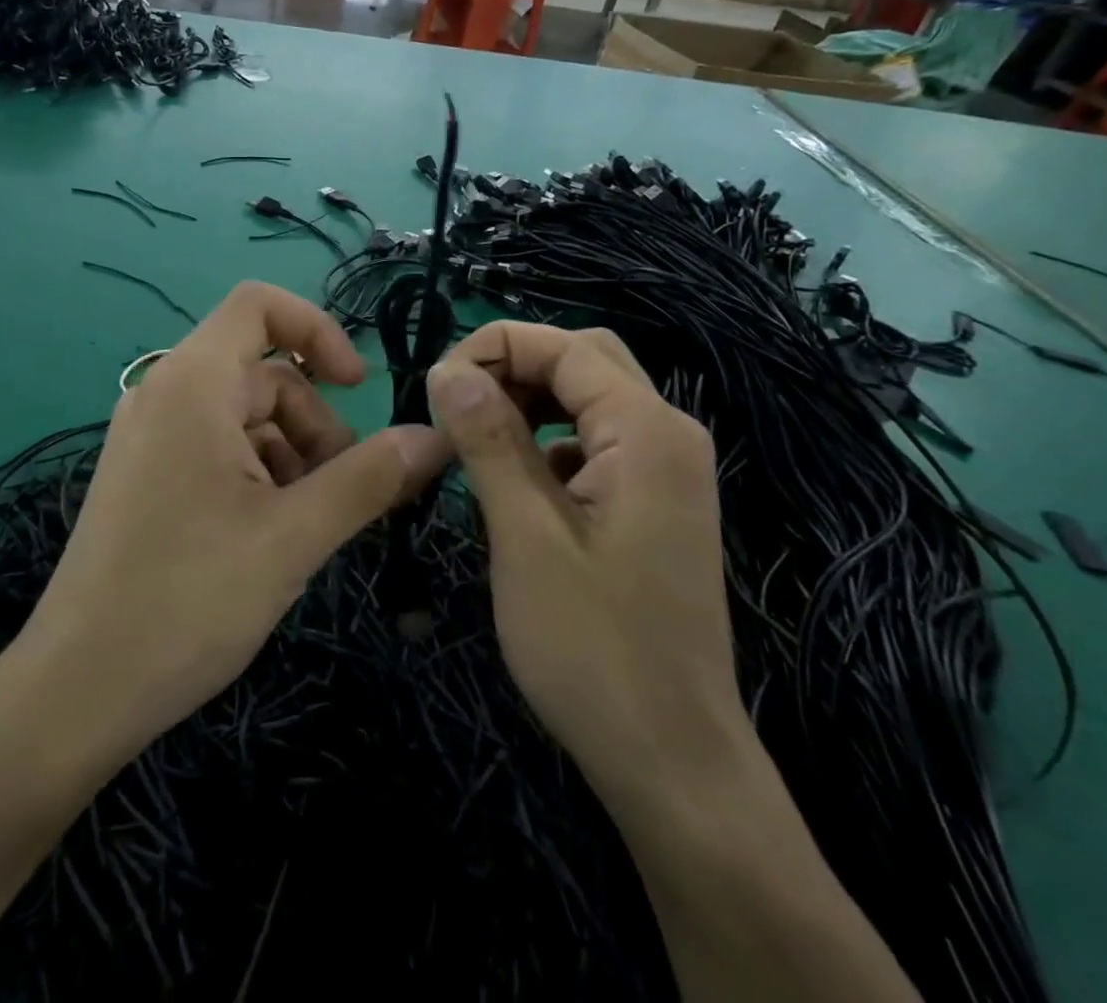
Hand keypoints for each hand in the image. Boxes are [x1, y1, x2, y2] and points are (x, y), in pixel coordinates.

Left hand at [20, 281, 447, 761]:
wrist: (78, 690)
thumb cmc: (187, 600)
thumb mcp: (294, 536)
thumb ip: (370, 478)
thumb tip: (435, 437)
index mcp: (192, 383)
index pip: (259, 305)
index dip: (319, 330)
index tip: (357, 386)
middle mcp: (165, 394)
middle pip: (264, 374)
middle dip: (315, 423)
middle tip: (343, 493)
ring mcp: (151, 437)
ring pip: (246, 418)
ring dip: (293, 456)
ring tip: (308, 525)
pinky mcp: (147, 476)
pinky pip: (218, 449)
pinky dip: (259, 475)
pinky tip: (271, 535)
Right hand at [425, 323, 744, 797]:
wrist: (673, 761)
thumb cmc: (593, 648)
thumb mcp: (525, 535)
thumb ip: (489, 440)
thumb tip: (447, 369)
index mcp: (646, 430)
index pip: (564, 346)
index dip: (492, 347)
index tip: (433, 387)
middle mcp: (667, 434)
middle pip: (583, 360)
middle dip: (513, 366)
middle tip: (453, 405)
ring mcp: (666, 470)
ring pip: (589, 398)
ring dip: (528, 400)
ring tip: (472, 436)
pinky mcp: (653, 501)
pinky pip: (595, 440)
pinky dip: (548, 437)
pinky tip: (515, 479)